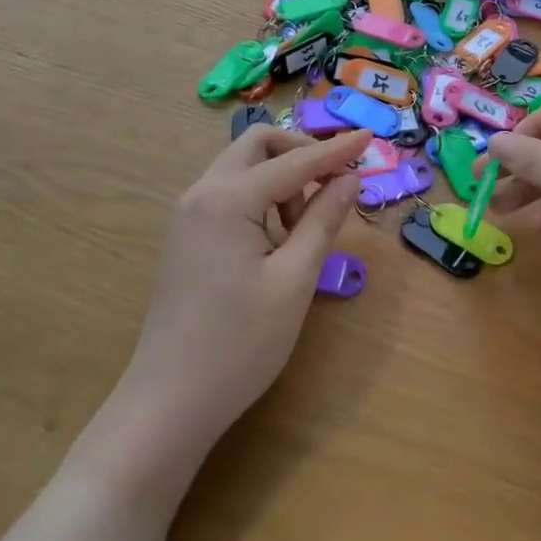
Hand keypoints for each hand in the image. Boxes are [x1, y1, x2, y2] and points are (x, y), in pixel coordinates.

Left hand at [110, 126, 369, 466]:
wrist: (168, 404)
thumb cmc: (239, 344)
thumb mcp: (294, 279)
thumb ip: (324, 220)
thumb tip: (349, 178)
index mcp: (226, 199)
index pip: (294, 161)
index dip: (336, 149)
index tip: (371, 136)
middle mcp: (201, 194)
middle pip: (257, 146)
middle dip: (301, 154)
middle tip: (333, 185)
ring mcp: (188, 215)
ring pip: (244, 169)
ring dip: (281, 180)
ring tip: (303, 230)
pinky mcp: (187, 237)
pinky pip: (231, 195)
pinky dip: (262, 199)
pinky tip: (277, 242)